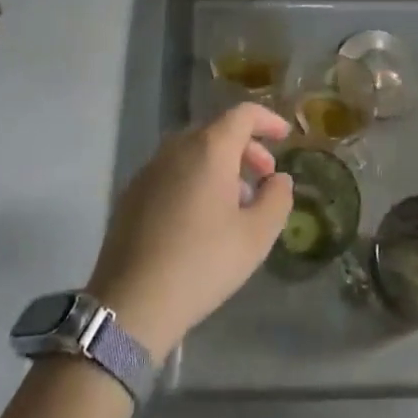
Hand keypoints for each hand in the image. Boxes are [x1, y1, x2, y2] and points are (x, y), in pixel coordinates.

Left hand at [86, 104, 293, 357]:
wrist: (133, 302)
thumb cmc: (202, 263)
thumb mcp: (255, 237)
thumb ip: (277, 199)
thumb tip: (279, 178)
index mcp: (209, 148)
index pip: (243, 114)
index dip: (267, 120)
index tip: (285, 136)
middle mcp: (177, 146)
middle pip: (218, 131)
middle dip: (246, 147)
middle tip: (264, 176)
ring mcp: (151, 168)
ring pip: (194, 151)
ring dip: (221, 165)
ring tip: (236, 202)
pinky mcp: (133, 191)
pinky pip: (173, 170)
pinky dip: (195, 178)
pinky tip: (200, 217)